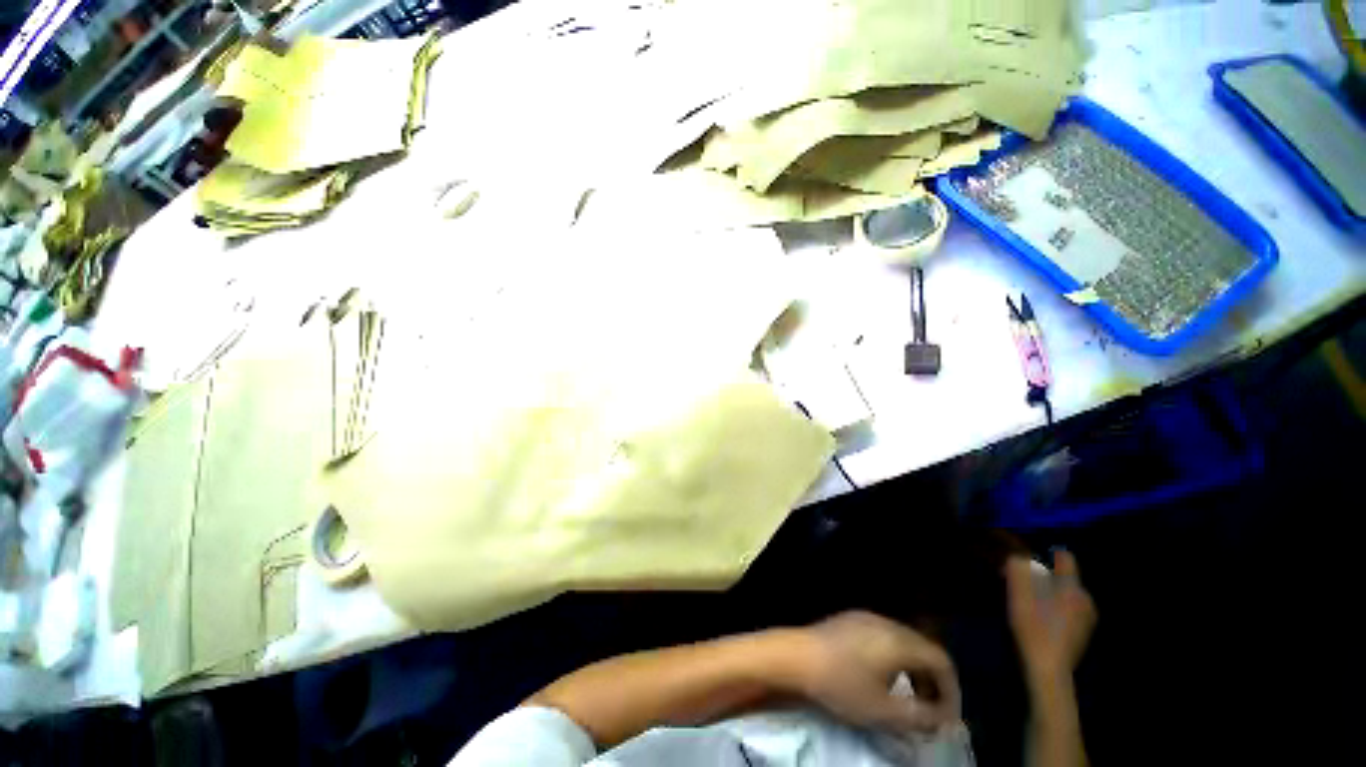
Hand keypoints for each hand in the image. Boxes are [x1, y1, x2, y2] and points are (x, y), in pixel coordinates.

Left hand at [795, 611, 961, 733]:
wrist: (797, 656)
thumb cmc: (841, 684)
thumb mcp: (884, 711)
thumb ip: (921, 717)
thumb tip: (943, 719)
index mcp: (899, 641)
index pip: (942, 660)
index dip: (952, 691)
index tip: (947, 718)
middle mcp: (887, 622)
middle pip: (924, 648)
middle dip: (934, 681)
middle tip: (931, 711)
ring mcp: (867, 617)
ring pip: (905, 641)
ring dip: (915, 669)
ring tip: (909, 697)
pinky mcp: (852, 619)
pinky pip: (886, 636)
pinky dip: (896, 658)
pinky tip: (883, 676)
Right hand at [1006, 551, 1096, 684]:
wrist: (1048, 672)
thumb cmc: (1033, 630)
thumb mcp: (1018, 596)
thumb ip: (1018, 571)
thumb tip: (1018, 556)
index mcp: (1073, 588)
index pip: (1065, 559)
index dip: (1046, 555)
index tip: (1027, 561)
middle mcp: (1085, 599)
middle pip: (1063, 577)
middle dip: (1042, 577)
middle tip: (1020, 585)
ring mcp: (1087, 618)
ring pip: (1065, 593)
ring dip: (1048, 593)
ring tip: (1028, 604)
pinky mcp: (1084, 632)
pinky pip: (1069, 608)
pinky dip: (1054, 607)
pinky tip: (1040, 620)